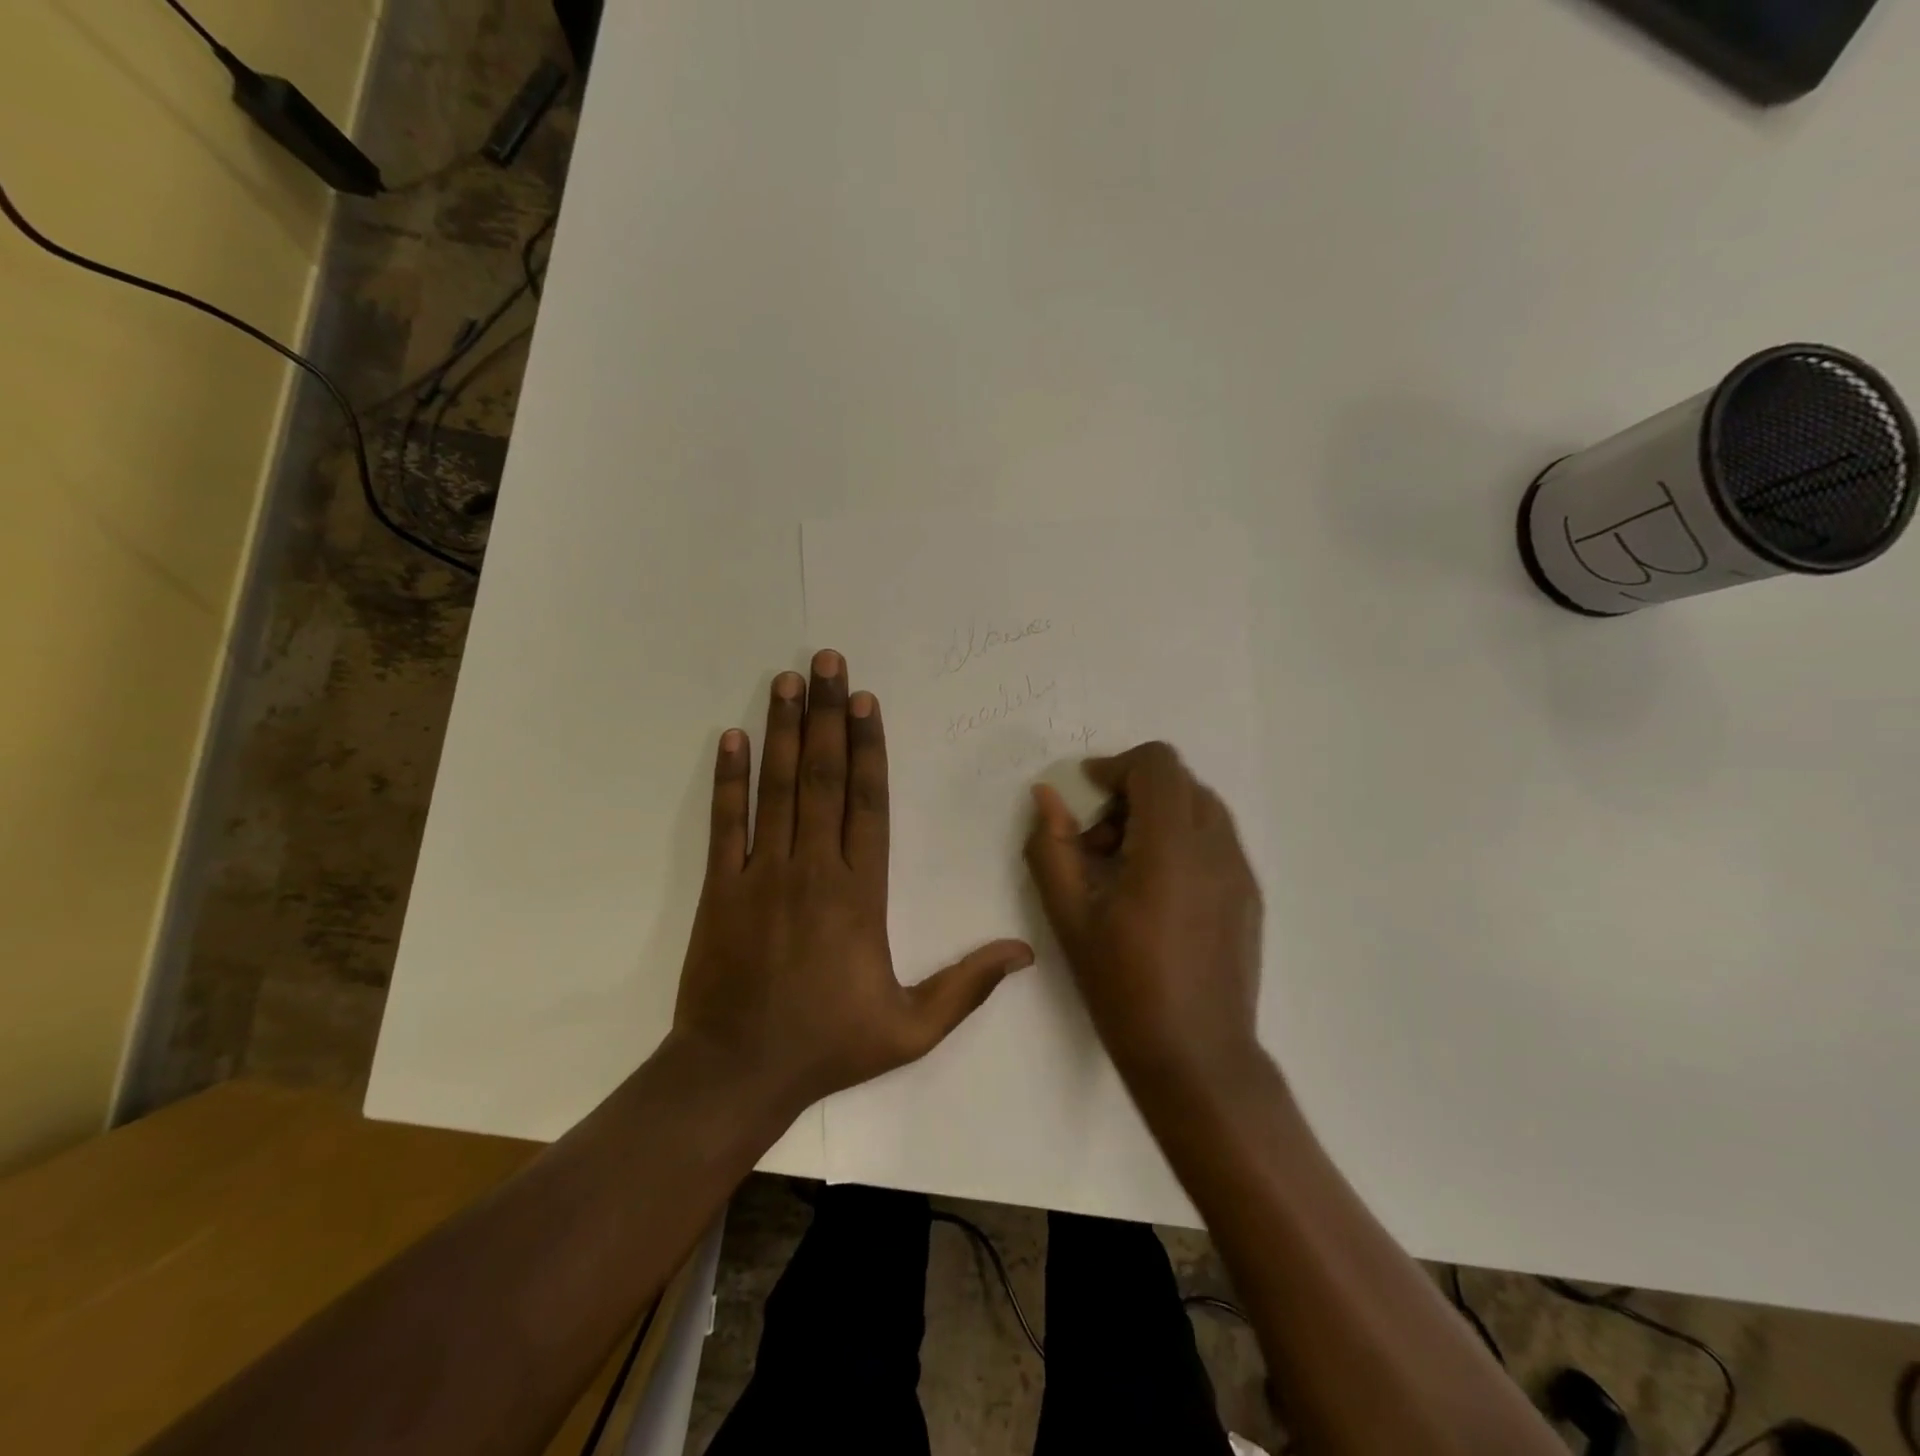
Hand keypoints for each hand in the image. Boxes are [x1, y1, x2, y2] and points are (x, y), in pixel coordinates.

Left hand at [672, 649, 1033, 1116]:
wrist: (736, 1072)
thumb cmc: (827, 1045)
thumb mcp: (911, 1029)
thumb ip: (966, 987)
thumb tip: (1026, 953)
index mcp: (860, 893)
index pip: (868, 802)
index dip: (867, 746)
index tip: (865, 700)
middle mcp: (812, 868)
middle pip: (822, 776)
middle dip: (825, 714)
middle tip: (825, 662)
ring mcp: (761, 873)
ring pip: (776, 787)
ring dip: (782, 730)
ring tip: (786, 680)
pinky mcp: (720, 886)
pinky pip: (725, 822)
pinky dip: (728, 778)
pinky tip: (732, 738)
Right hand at [1024, 742, 1263, 1085]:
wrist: (1197, 1057)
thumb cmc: (1124, 988)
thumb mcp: (1070, 917)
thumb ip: (1052, 847)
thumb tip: (1045, 795)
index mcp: (1172, 848)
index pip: (1158, 765)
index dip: (1117, 766)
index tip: (1087, 792)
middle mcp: (1216, 848)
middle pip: (1179, 782)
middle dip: (1132, 794)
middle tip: (1099, 842)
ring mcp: (1240, 872)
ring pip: (1200, 808)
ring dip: (1158, 817)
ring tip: (1125, 869)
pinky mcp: (1250, 895)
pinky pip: (1215, 840)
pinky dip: (1181, 840)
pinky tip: (1156, 893)